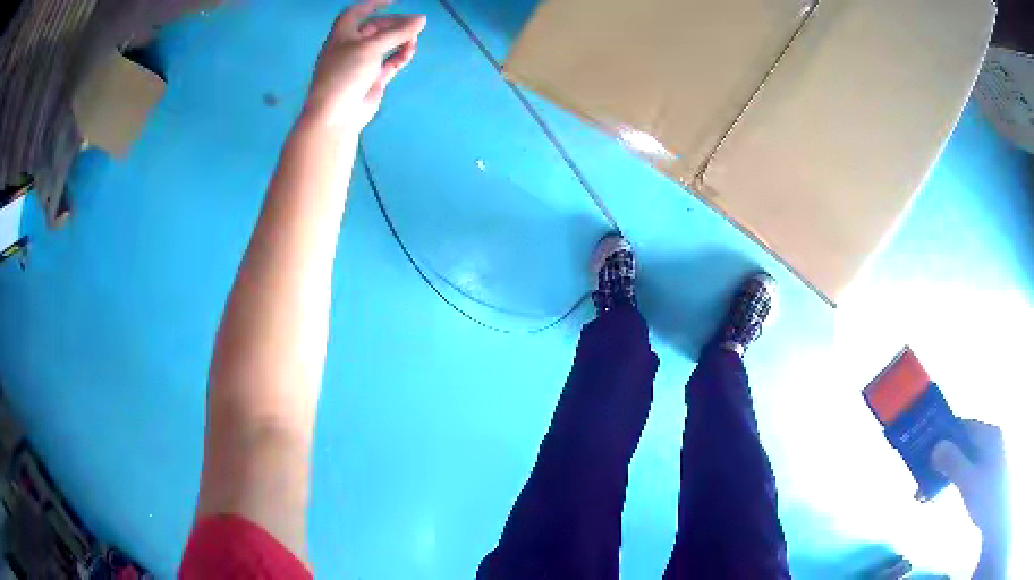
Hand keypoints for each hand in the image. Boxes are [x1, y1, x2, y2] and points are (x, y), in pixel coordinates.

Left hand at [304, 0, 425, 131]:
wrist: (336, 115)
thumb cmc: (345, 73)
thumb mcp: (371, 47)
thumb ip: (398, 32)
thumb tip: (422, 19)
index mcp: (341, 36)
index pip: (355, 13)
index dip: (372, 4)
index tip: (393, 0)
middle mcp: (350, 48)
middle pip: (374, 28)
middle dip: (394, 23)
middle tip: (415, 22)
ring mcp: (361, 65)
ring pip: (384, 45)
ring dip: (399, 39)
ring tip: (415, 37)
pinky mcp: (371, 80)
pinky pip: (389, 63)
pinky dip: (400, 55)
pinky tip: (410, 51)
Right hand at [931, 420, 1008, 547]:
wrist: (995, 513)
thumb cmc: (987, 495)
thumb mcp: (970, 482)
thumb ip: (954, 463)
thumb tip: (935, 446)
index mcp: (987, 435)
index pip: (963, 426)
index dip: (943, 434)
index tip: (921, 448)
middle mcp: (987, 441)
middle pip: (960, 444)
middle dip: (939, 461)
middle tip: (917, 481)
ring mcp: (986, 459)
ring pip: (960, 461)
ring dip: (942, 476)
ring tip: (922, 498)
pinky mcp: (982, 475)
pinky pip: (964, 472)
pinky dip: (950, 483)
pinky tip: (937, 499)